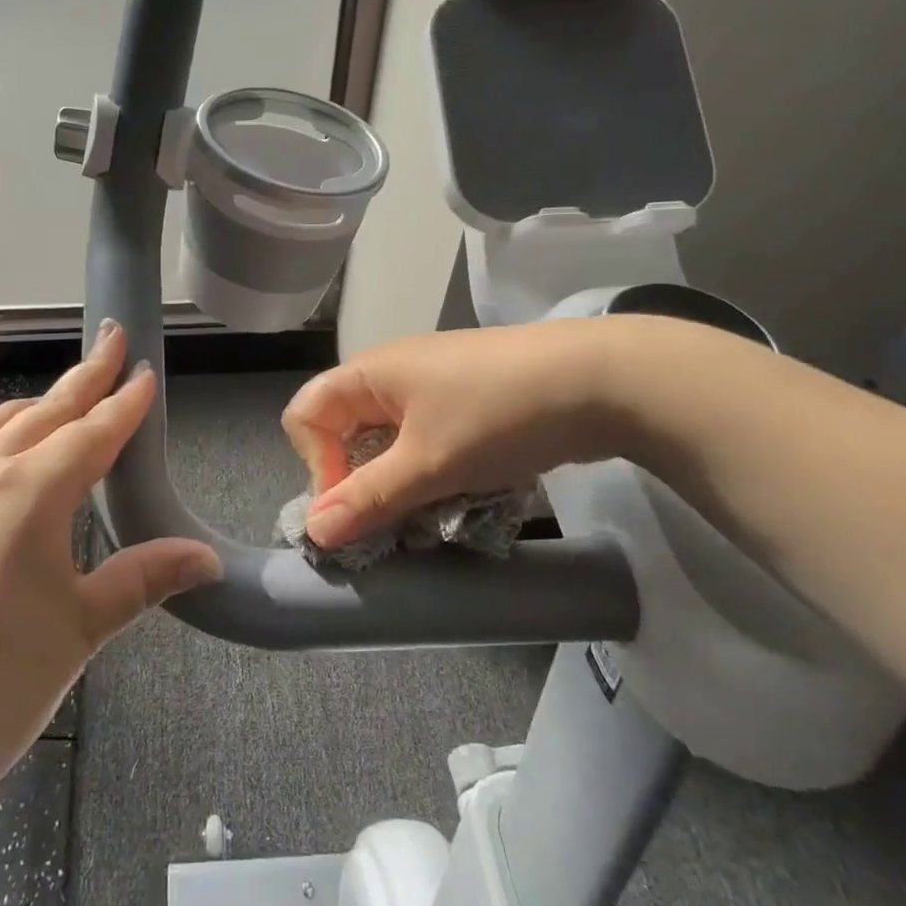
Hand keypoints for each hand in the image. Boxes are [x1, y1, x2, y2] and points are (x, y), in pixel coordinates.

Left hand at [0, 321, 219, 827]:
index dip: (125, 402)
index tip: (146, 369)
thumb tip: (208, 557)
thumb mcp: (81, 629)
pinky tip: (0, 445)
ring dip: (39, 402)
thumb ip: (144, 578)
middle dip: (85, 375)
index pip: (93, 432)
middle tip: (112, 340)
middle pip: (45, 411)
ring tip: (66, 393)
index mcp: (31, 492)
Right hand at [281, 321, 619, 551]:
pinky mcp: (466, 398)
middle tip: (391, 519)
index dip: (316, 465)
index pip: (305, 416)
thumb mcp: (427, 464)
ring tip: (430, 511)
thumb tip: (314, 532)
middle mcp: (391, 372)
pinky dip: (429, 469)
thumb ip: (367, 498)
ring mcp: (431, 383)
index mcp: (368, 372)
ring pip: (388, 440)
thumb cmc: (497, 415)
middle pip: (344, 429)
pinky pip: (424, 438)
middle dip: (358, 480)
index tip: (354, 507)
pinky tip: (460, 491)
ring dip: (398, 481)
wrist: (599, 379)